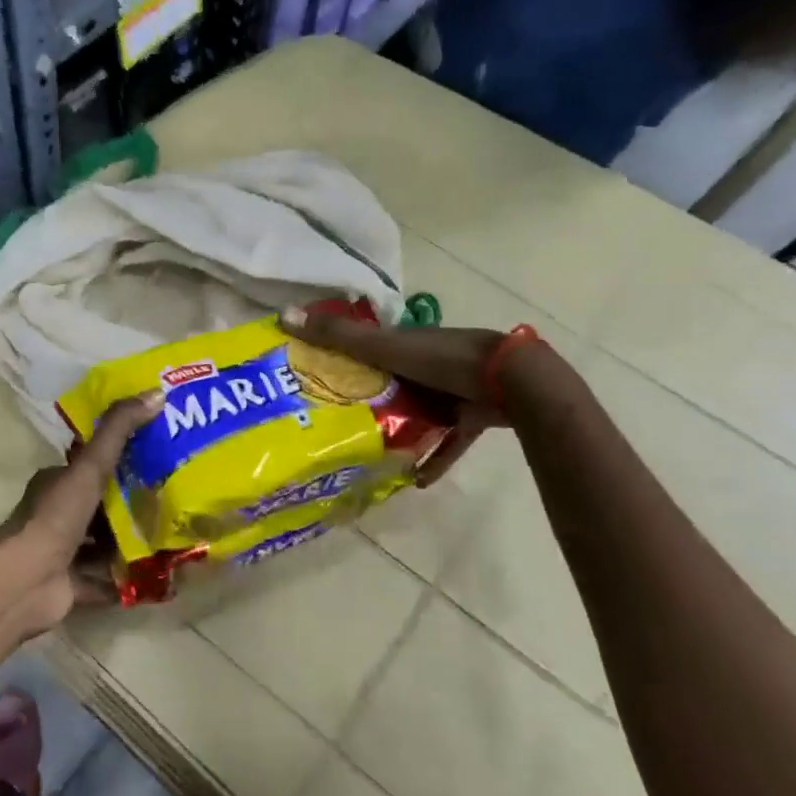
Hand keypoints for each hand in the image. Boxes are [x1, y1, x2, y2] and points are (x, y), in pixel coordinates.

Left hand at [0, 394, 160, 634]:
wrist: (25, 581)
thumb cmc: (55, 517)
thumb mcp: (90, 467)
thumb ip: (120, 431)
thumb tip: (157, 393)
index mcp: (56, 484)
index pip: (92, 467)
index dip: (123, 461)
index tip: (160, 458)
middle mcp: (58, 516)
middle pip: (102, 507)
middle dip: (134, 505)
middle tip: (176, 500)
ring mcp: (64, 553)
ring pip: (105, 544)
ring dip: (133, 543)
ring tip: (174, 536)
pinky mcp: (71, 585)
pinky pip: (106, 580)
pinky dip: (128, 578)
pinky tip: (160, 575)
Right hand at [281, 308, 513, 486]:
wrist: (512, 381)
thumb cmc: (443, 359)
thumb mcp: (385, 347)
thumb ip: (339, 336)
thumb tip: (284, 314)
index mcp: (407, 343)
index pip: (369, 350)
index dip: (344, 362)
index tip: (318, 383)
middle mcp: (428, 364)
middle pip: (392, 384)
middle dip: (370, 402)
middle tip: (339, 426)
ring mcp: (453, 390)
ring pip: (419, 412)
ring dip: (400, 431)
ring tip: (371, 453)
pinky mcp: (472, 415)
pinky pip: (448, 440)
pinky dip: (434, 458)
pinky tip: (416, 480)